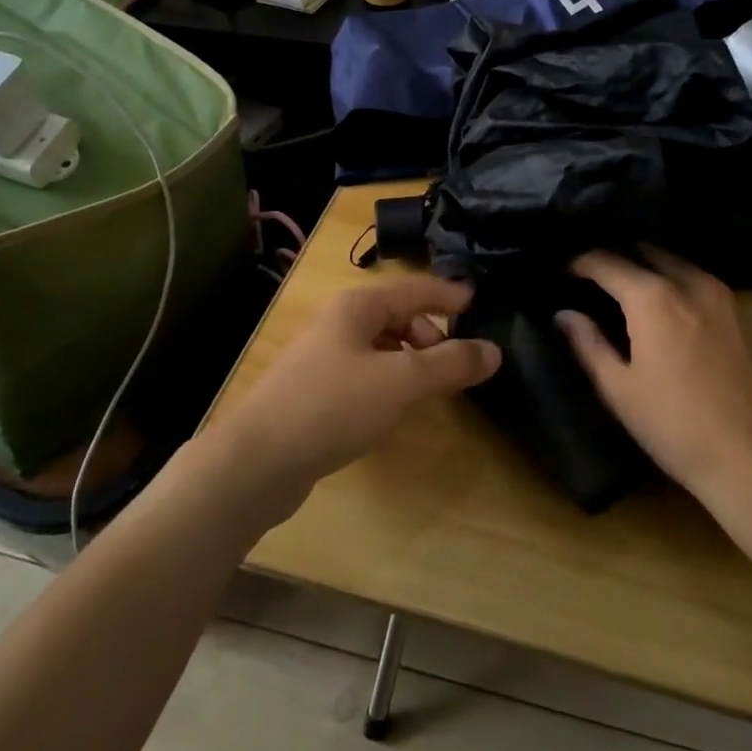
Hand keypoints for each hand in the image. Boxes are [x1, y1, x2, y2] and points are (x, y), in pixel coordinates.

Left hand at [217, 275, 500, 495]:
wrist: (257, 461)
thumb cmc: (332, 406)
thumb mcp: (400, 381)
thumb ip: (449, 364)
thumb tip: (493, 351)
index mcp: (357, 306)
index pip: (415, 289)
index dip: (448, 294)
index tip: (479, 301)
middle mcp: (338, 323)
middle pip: (398, 317)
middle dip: (431, 336)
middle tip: (454, 367)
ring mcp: (322, 358)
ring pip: (381, 348)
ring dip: (410, 362)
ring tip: (429, 391)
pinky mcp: (315, 392)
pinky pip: (364, 375)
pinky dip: (388, 383)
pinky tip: (392, 410)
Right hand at [557, 249, 751, 498]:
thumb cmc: (676, 427)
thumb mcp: (619, 390)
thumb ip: (588, 344)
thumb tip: (564, 314)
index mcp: (653, 298)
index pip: (607, 262)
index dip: (581, 262)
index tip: (564, 270)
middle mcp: (690, 283)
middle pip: (646, 252)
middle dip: (618, 257)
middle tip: (595, 276)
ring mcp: (723, 297)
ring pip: (678, 263)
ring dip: (650, 266)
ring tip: (627, 287)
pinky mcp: (744, 315)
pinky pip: (701, 282)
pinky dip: (677, 281)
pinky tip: (667, 306)